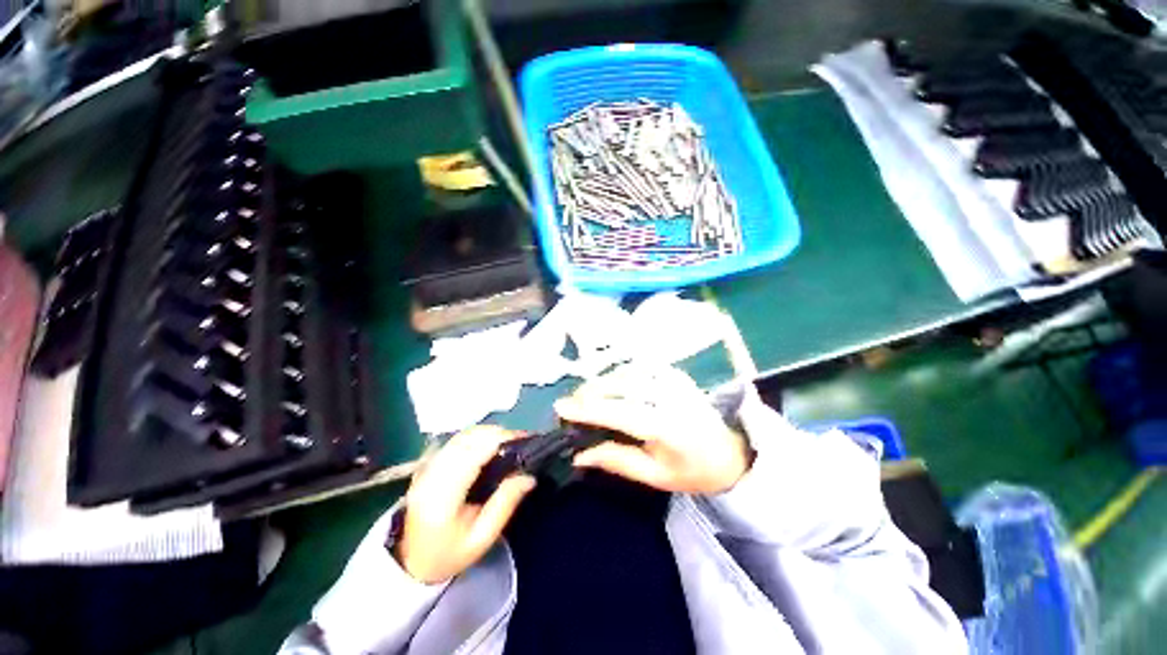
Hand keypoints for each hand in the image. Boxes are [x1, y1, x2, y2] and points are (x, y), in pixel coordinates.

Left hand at [395, 426, 535, 583]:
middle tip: (521, 440)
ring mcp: (426, 467)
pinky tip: (489, 444)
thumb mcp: (482, 538)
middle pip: (468, 438)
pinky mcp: (427, 465)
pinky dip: (476, 436)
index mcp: (443, 495)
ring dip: (487, 432)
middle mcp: (432, 474)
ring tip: (509, 441)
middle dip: (498, 433)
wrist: (411, 564)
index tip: (526, 439)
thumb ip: (504, 504)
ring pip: (461, 436)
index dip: (501, 439)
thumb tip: (529, 476)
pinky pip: (455, 441)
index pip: (474, 453)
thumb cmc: (449, 554)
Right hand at [555, 365, 751, 494]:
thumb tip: (580, 453)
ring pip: (627, 373)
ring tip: (585, 396)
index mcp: (668, 427)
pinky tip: (608, 385)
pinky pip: (638, 368)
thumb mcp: (655, 477)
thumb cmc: (691, 471)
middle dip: (590, 393)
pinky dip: (617, 375)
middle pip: (620, 385)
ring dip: (601, 382)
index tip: (561, 408)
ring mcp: (674, 380)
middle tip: (570, 404)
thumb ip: (617, 460)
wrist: (729, 453)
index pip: (620, 413)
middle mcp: (670, 396)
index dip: (588, 409)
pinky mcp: (674, 373)